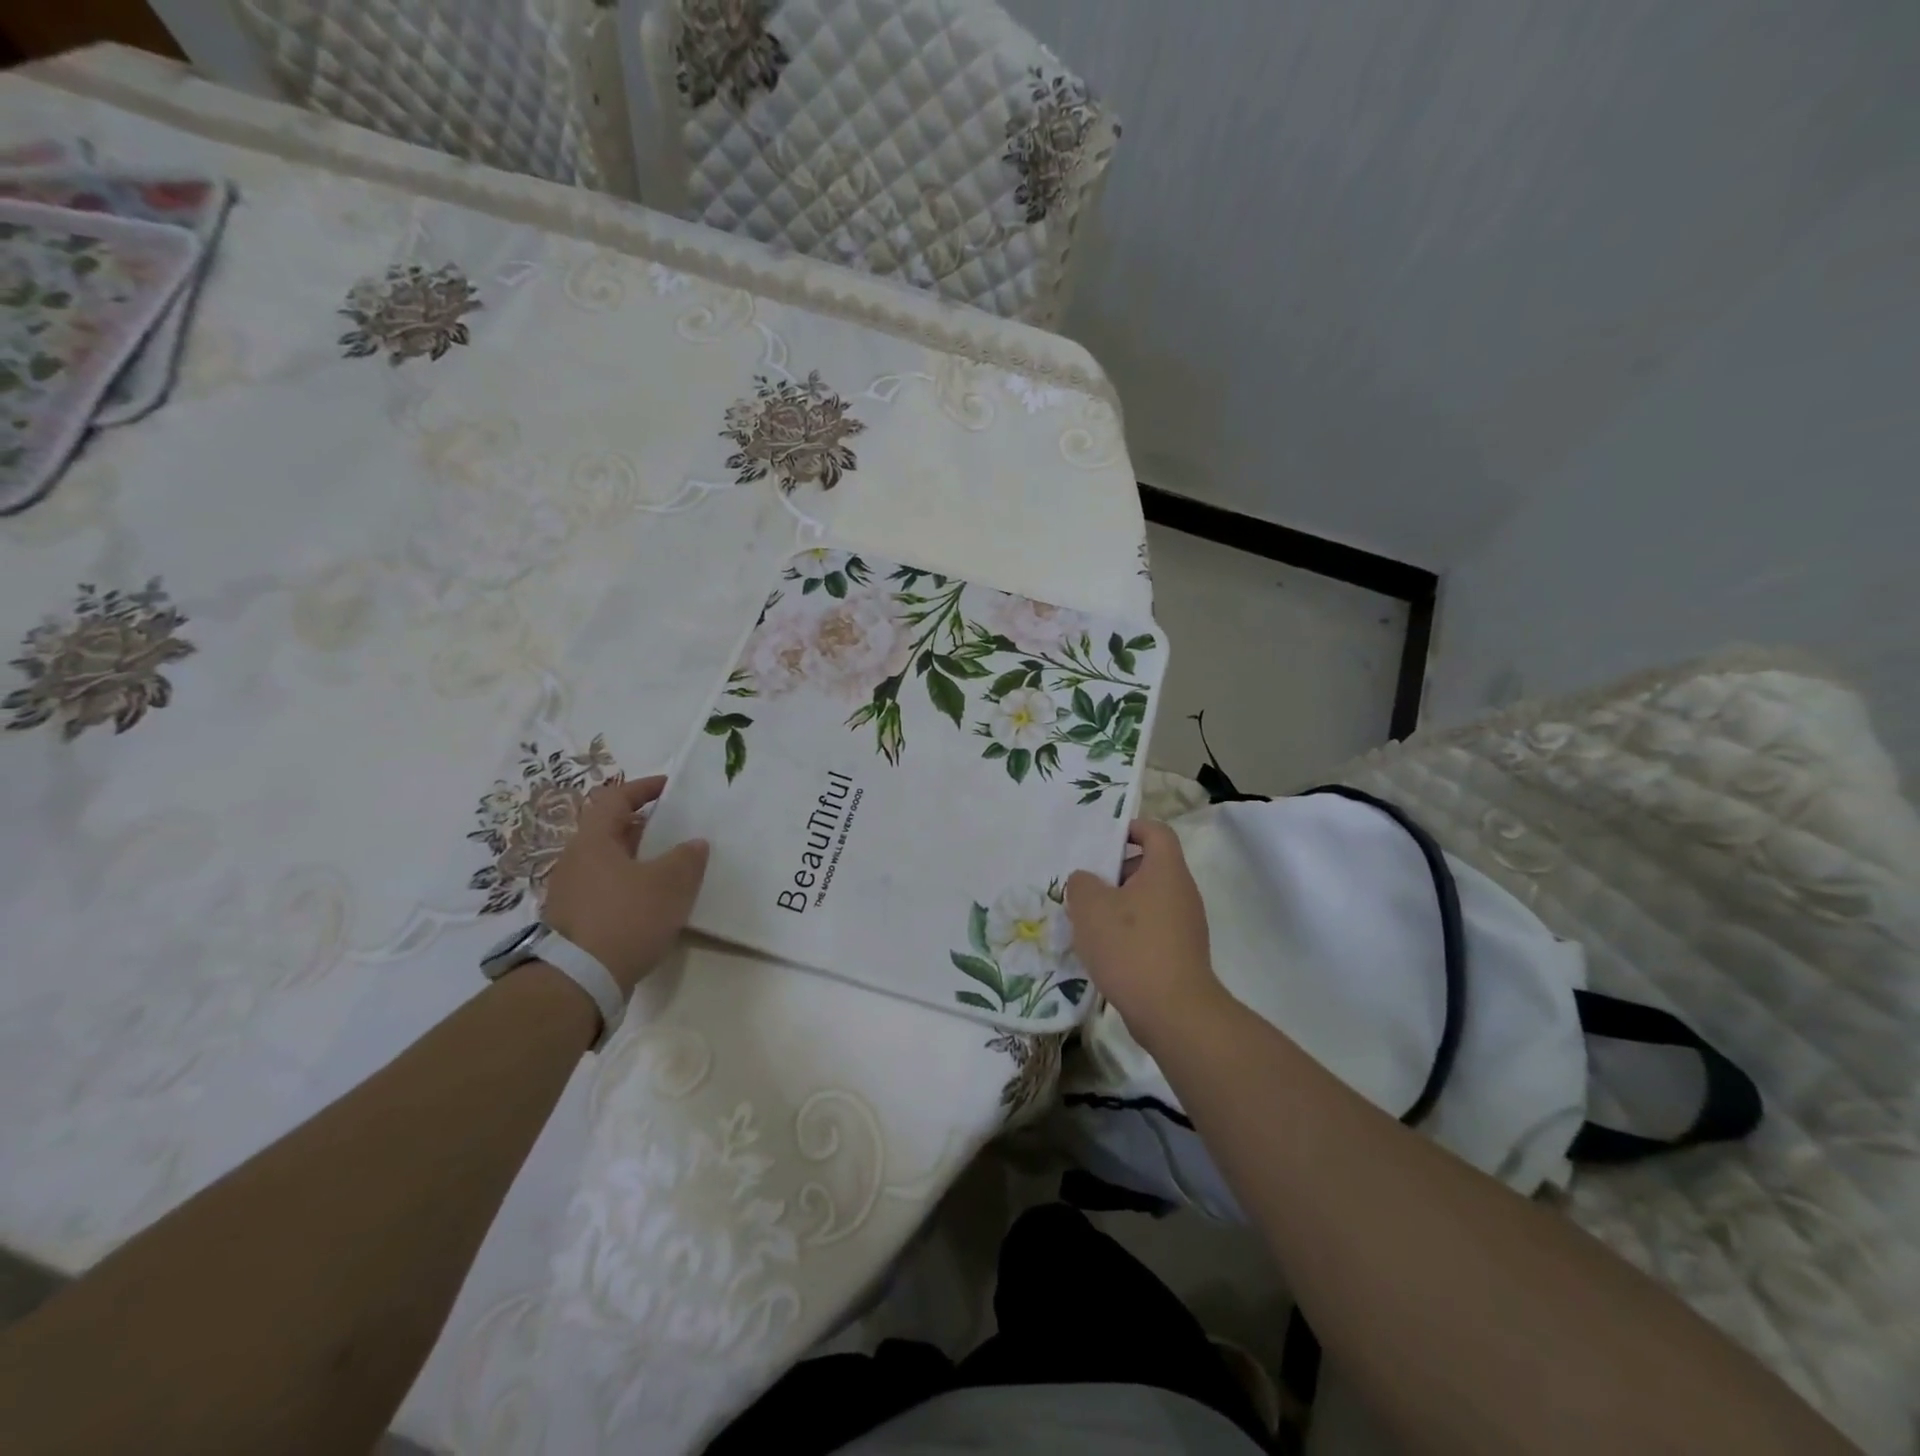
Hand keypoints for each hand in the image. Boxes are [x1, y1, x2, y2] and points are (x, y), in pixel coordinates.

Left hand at [542, 775, 709, 996]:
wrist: (578, 981)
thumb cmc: (626, 918)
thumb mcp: (670, 884)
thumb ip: (687, 857)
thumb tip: (694, 843)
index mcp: (593, 841)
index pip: (614, 798)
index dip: (643, 788)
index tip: (670, 788)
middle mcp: (575, 860)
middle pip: (610, 830)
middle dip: (644, 826)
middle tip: (676, 829)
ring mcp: (570, 892)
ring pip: (609, 861)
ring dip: (638, 858)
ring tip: (670, 867)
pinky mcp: (574, 921)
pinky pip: (606, 888)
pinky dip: (630, 885)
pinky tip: (652, 903)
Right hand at [1065, 820, 1226, 1047]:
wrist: (1173, 1013)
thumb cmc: (1131, 947)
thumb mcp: (1090, 907)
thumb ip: (1081, 883)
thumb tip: (1086, 881)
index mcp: (1166, 871)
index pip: (1155, 831)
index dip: (1130, 827)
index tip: (1102, 840)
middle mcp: (1182, 892)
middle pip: (1149, 867)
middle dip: (1114, 872)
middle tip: (1085, 887)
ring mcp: (1185, 925)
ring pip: (1147, 901)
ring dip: (1118, 906)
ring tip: (1087, 922)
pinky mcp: (1181, 954)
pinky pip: (1151, 929)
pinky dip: (1129, 933)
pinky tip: (1104, 952)